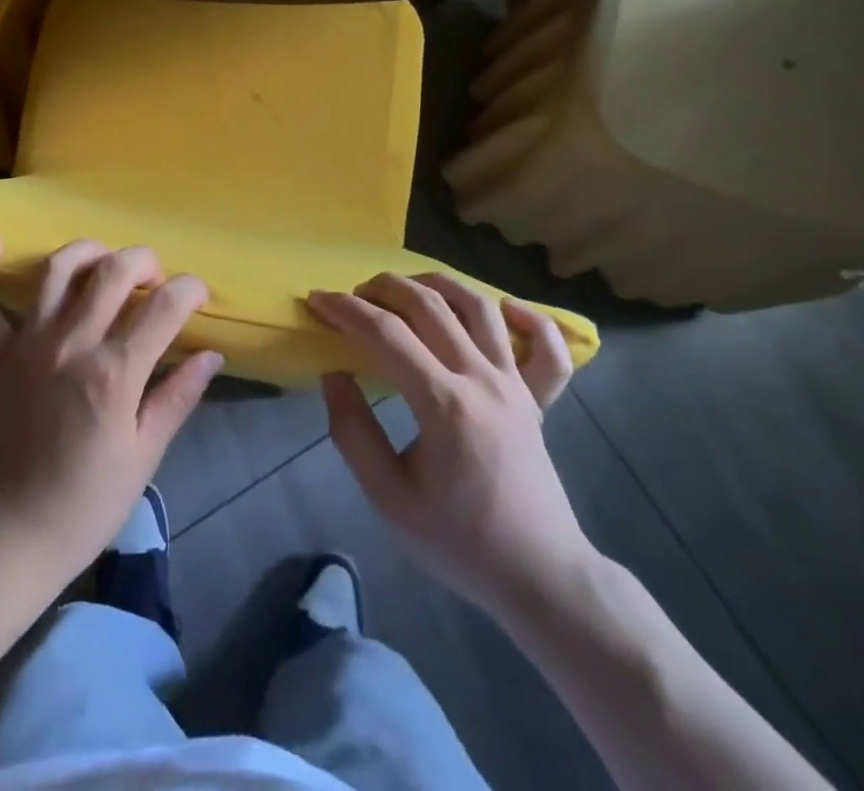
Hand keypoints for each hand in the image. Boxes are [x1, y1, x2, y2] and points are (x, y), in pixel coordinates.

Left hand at [0, 235, 223, 593]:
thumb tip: (211, 356)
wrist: (10, 535)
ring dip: (86, 252)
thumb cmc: (86, 504)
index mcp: (114, 372)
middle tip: (155, 277)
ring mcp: (26, 344)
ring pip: (55, 270)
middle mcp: (71, 343)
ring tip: (104, 260)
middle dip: (143, 261)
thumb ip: (176, 397)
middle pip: (112, 272)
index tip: (198, 293)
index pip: (164, 306)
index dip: (190, 289)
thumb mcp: (144, 457)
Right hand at [310, 274, 594, 615]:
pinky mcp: (538, 398)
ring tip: (405, 287)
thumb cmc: (459, 542)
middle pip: (429, 306)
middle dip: (382, 288)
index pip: (385, 335)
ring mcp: (516, 385)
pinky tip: (503, 307)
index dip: (346, 310)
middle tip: (352, 294)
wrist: (539, 578)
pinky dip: (529, 317)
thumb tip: (335, 375)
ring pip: (479, 307)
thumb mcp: (388, 498)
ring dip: (437, 284)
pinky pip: (546, 347)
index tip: (317, 301)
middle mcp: (482, 380)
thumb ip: (352, 432)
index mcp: (444, 405)